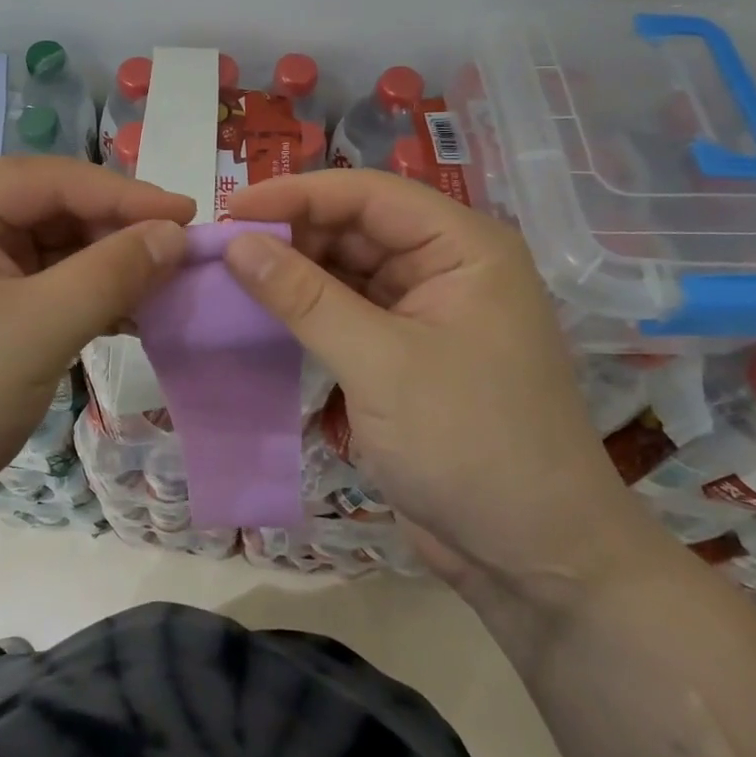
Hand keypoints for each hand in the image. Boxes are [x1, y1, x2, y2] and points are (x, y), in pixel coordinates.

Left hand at [0, 158, 192, 534]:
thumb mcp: (35, 329)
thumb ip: (111, 274)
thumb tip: (177, 234)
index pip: (56, 179)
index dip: (128, 195)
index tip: (192, 217)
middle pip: (59, 209)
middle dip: (120, 234)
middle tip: (186, 258)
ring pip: (59, 249)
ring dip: (111, 268)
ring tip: (171, 286)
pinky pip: (50, 286)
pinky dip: (91, 298)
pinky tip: (135, 314)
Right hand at [223, 171, 642, 595]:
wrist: (535, 561)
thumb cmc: (471, 445)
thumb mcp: (380, 364)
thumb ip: (304, 298)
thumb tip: (235, 244)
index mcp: (463, 247)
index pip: (368, 195)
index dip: (297, 195)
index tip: (231, 210)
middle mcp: (446, 266)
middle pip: (355, 227)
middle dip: (291, 234)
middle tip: (221, 248)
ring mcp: (425, 310)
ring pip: (346, 268)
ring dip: (293, 272)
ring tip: (229, 275)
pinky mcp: (405, 352)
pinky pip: (347, 310)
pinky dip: (306, 310)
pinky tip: (261, 311)